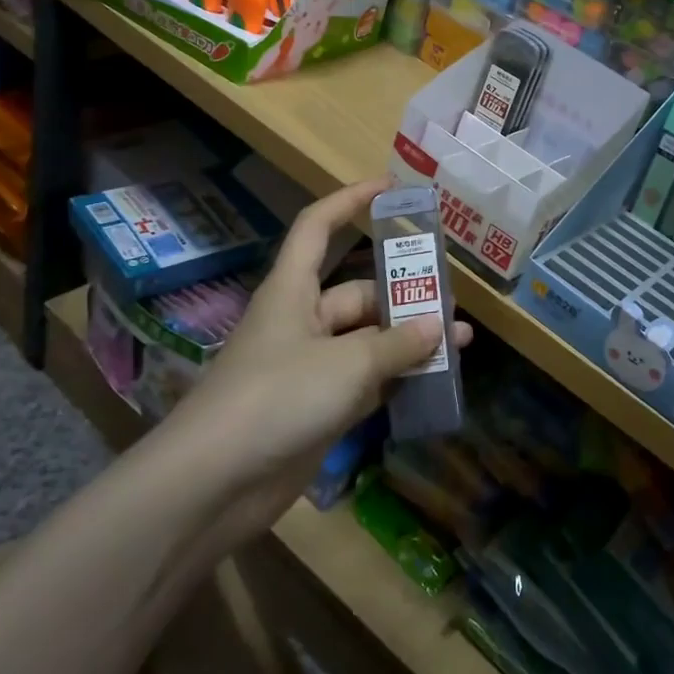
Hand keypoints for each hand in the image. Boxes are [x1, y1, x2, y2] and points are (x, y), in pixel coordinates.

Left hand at [165, 180, 472, 540]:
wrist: (213, 484)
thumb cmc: (277, 397)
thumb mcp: (346, 365)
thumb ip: (397, 345)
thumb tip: (439, 328)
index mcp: (293, 290)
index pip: (318, 227)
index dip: (349, 201)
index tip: (390, 189)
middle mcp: (301, 320)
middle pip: (359, 293)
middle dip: (405, 296)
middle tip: (452, 304)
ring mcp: (309, 367)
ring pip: (367, 341)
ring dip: (408, 342)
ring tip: (459, 343)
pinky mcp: (316, 408)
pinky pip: (365, 381)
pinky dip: (395, 380)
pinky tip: (433, 383)